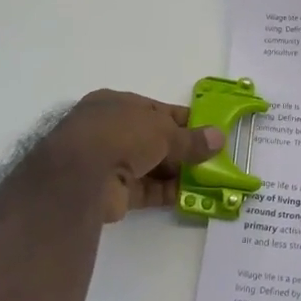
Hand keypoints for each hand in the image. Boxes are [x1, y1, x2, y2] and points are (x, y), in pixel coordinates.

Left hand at [44, 90, 225, 222]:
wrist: (81, 175)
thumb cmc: (121, 134)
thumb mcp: (163, 130)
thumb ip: (191, 138)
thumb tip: (219, 138)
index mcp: (117, 105)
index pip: (156, 110)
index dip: (183, 120)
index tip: (208, 130)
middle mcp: (111, 131)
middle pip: (154, 140)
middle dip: (182, 149)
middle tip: (213, 157)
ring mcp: (110, 162)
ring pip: (151, 166)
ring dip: (177, 172)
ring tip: (209, 178)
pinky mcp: (112, 192)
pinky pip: (146, 190)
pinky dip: (167, 192)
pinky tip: (192, 196)